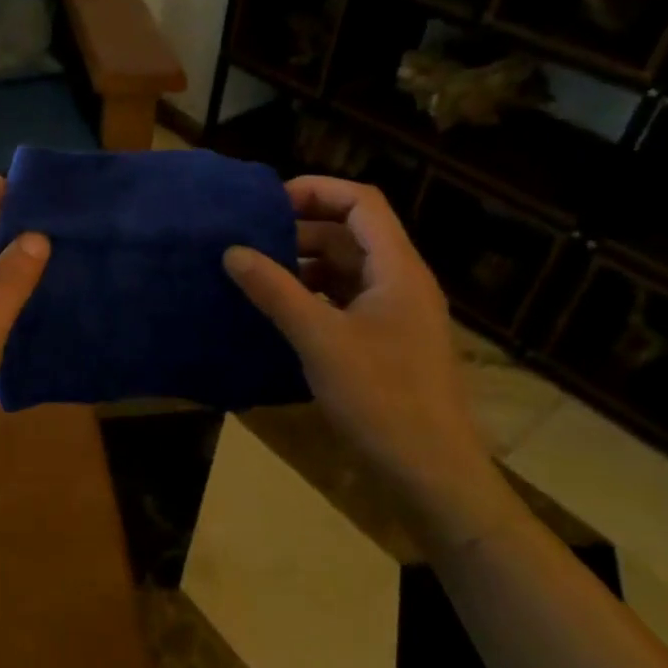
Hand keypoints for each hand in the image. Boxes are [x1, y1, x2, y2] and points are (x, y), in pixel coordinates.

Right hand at [224, 177, 516, 549]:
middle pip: (351, 232)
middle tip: (250, 239)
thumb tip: (232, 251)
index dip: (317, 191)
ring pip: (346, 267)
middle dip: (300, 228)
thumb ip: (275, 291)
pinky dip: (311, 294)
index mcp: (398, 270)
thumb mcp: (320, 341)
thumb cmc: (383, 400)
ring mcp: (395, 314)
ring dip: (303, 263)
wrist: (434, 476)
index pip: (362, 203)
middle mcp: (400, 282)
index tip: (268, 202)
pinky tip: (279, 310)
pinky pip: (344, 299)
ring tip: (256, 272)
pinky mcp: (385, 342)